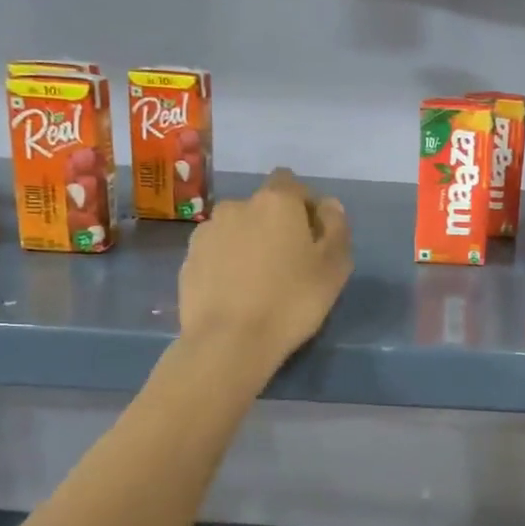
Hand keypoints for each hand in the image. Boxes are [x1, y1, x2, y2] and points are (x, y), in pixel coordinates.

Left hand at [179, 169, 351, 367]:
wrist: (228, 342)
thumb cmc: (292, 301)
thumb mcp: (334, 266)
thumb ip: (336, 227)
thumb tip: (329, 205)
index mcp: (276, 201)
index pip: (292, 183)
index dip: (306, 205)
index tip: (314, 237)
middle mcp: (237, 206)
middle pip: (264, 207)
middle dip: (276, 226)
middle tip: (289, 263)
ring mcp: (207, 232)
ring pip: (238, 229)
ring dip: (250, 243)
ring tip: (259, 281)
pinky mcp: (188, 260)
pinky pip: (217, 252)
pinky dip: (228, 263)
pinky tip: (237, 293)